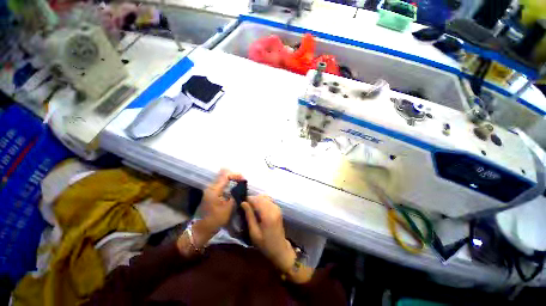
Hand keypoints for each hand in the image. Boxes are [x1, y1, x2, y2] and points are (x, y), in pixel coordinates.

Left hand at [199, 169, 244, 233]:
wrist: (203, 228)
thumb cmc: (216, 219)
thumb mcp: (229, 207)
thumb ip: (235, 195)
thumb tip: (242, 187)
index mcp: (215, 189)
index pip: (226, 175)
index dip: (236, 175)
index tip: (243, 179)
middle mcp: (211, 187)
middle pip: (223, 174)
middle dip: (234, 176)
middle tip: (242, 180)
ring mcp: (210, 189)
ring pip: (222, 178)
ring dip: (231, 179)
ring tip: (240, 183)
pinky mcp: (211, 193)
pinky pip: (221, 183)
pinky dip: (228, 183)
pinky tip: (234, 187)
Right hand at [241, 195, 295, 273]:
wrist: (279, 249)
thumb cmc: (265, 244)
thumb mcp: (254, 232)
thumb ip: (249, 216)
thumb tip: (243, 203)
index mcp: (268, 215)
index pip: (257, 200)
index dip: (249, 199)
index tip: (241, 202)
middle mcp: (274, 208)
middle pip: (261, 197)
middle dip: (253, 199)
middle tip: (245, 205)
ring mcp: (277, 207)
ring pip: (265, 197)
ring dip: (257, 199)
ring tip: (251, 207)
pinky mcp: (278, 208)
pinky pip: (269, 200)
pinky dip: (262, 200)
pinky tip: (258, 207)